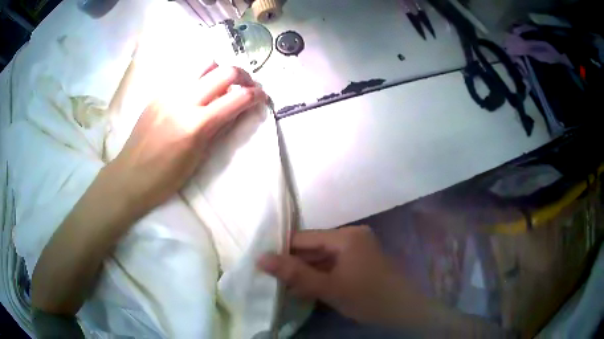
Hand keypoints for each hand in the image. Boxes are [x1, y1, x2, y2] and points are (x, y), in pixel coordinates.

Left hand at [108, 62, 265, 214]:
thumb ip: (220, 129)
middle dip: (243, 75)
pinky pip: (186, 75)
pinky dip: (201, 78)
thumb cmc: (165, 178)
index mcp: (196, 125)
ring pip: (204, 64)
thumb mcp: (198, 159)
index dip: (256, 94)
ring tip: (223, 86)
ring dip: (220, 71)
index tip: (262, 96)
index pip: (236, 98)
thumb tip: (238, 110)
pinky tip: (199, 94)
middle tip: (247, 86)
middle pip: (223, 71)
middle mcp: (183, 100)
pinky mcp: (158, 92)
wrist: (130, 176)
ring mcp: (168, 92)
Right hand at [258, 226, 425, 326]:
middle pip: (314, 248)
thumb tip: (260, 258)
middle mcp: (351, 236)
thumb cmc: (367, 297)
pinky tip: (306, 289)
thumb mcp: (329, 288)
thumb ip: (295, 274)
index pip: (304, 238)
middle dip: (294, 264)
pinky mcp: (360, 262)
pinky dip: (320, 276)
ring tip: (284, 286)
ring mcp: (357, 249)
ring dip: (306, 272)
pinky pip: (333, 265)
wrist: (404, 311)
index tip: (262, 265)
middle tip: (271, 279)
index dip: (282, 251)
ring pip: (322, 258)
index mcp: (346, 236)